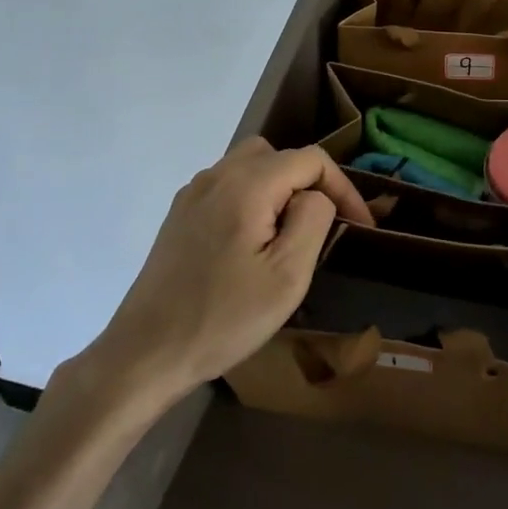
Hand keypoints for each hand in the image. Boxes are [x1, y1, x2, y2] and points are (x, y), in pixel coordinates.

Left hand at [86, 138, 371, 401]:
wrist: (146, 353)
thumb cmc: (224, 317)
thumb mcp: (287, 276)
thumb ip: (312, 219)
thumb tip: (316, 196)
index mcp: (247, 185)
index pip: (311, 159)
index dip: (343, 187)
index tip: (360, 226)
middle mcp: (217, 175)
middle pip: (279, 155)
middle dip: (309, 184)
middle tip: (321, 228)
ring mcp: (193, 193)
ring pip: (250, 167)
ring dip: (279, 190)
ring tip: (288, 236)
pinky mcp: (179, 215)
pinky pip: (227, 187)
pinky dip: (251, 200)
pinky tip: (250, 244)